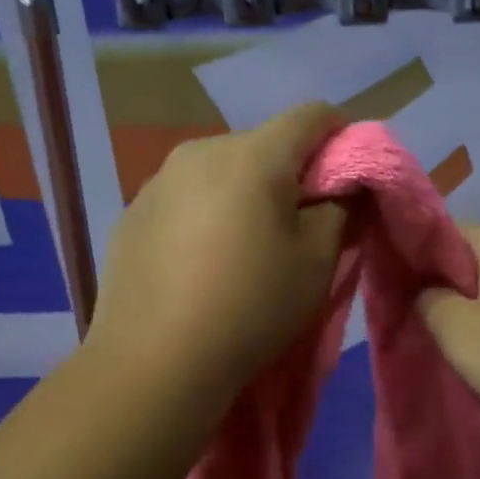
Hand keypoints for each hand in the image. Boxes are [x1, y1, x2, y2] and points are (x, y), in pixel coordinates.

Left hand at [87, 103, 346, 400]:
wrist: (153, 363)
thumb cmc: (250, 307)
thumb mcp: (317, 261)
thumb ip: (340, 210)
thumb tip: (341, 189)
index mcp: (253, 154)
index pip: (312, 115)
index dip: (341, 138)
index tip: (346, 181)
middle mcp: (201, 150)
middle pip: (263, 143)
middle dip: (290, 172)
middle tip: (299, 224)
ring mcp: (159, 180)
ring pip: (222, 170)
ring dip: (244, 193)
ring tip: (244, 247)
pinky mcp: (132, 211)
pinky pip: (186, 196)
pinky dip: (206, 213)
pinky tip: (201, 261)